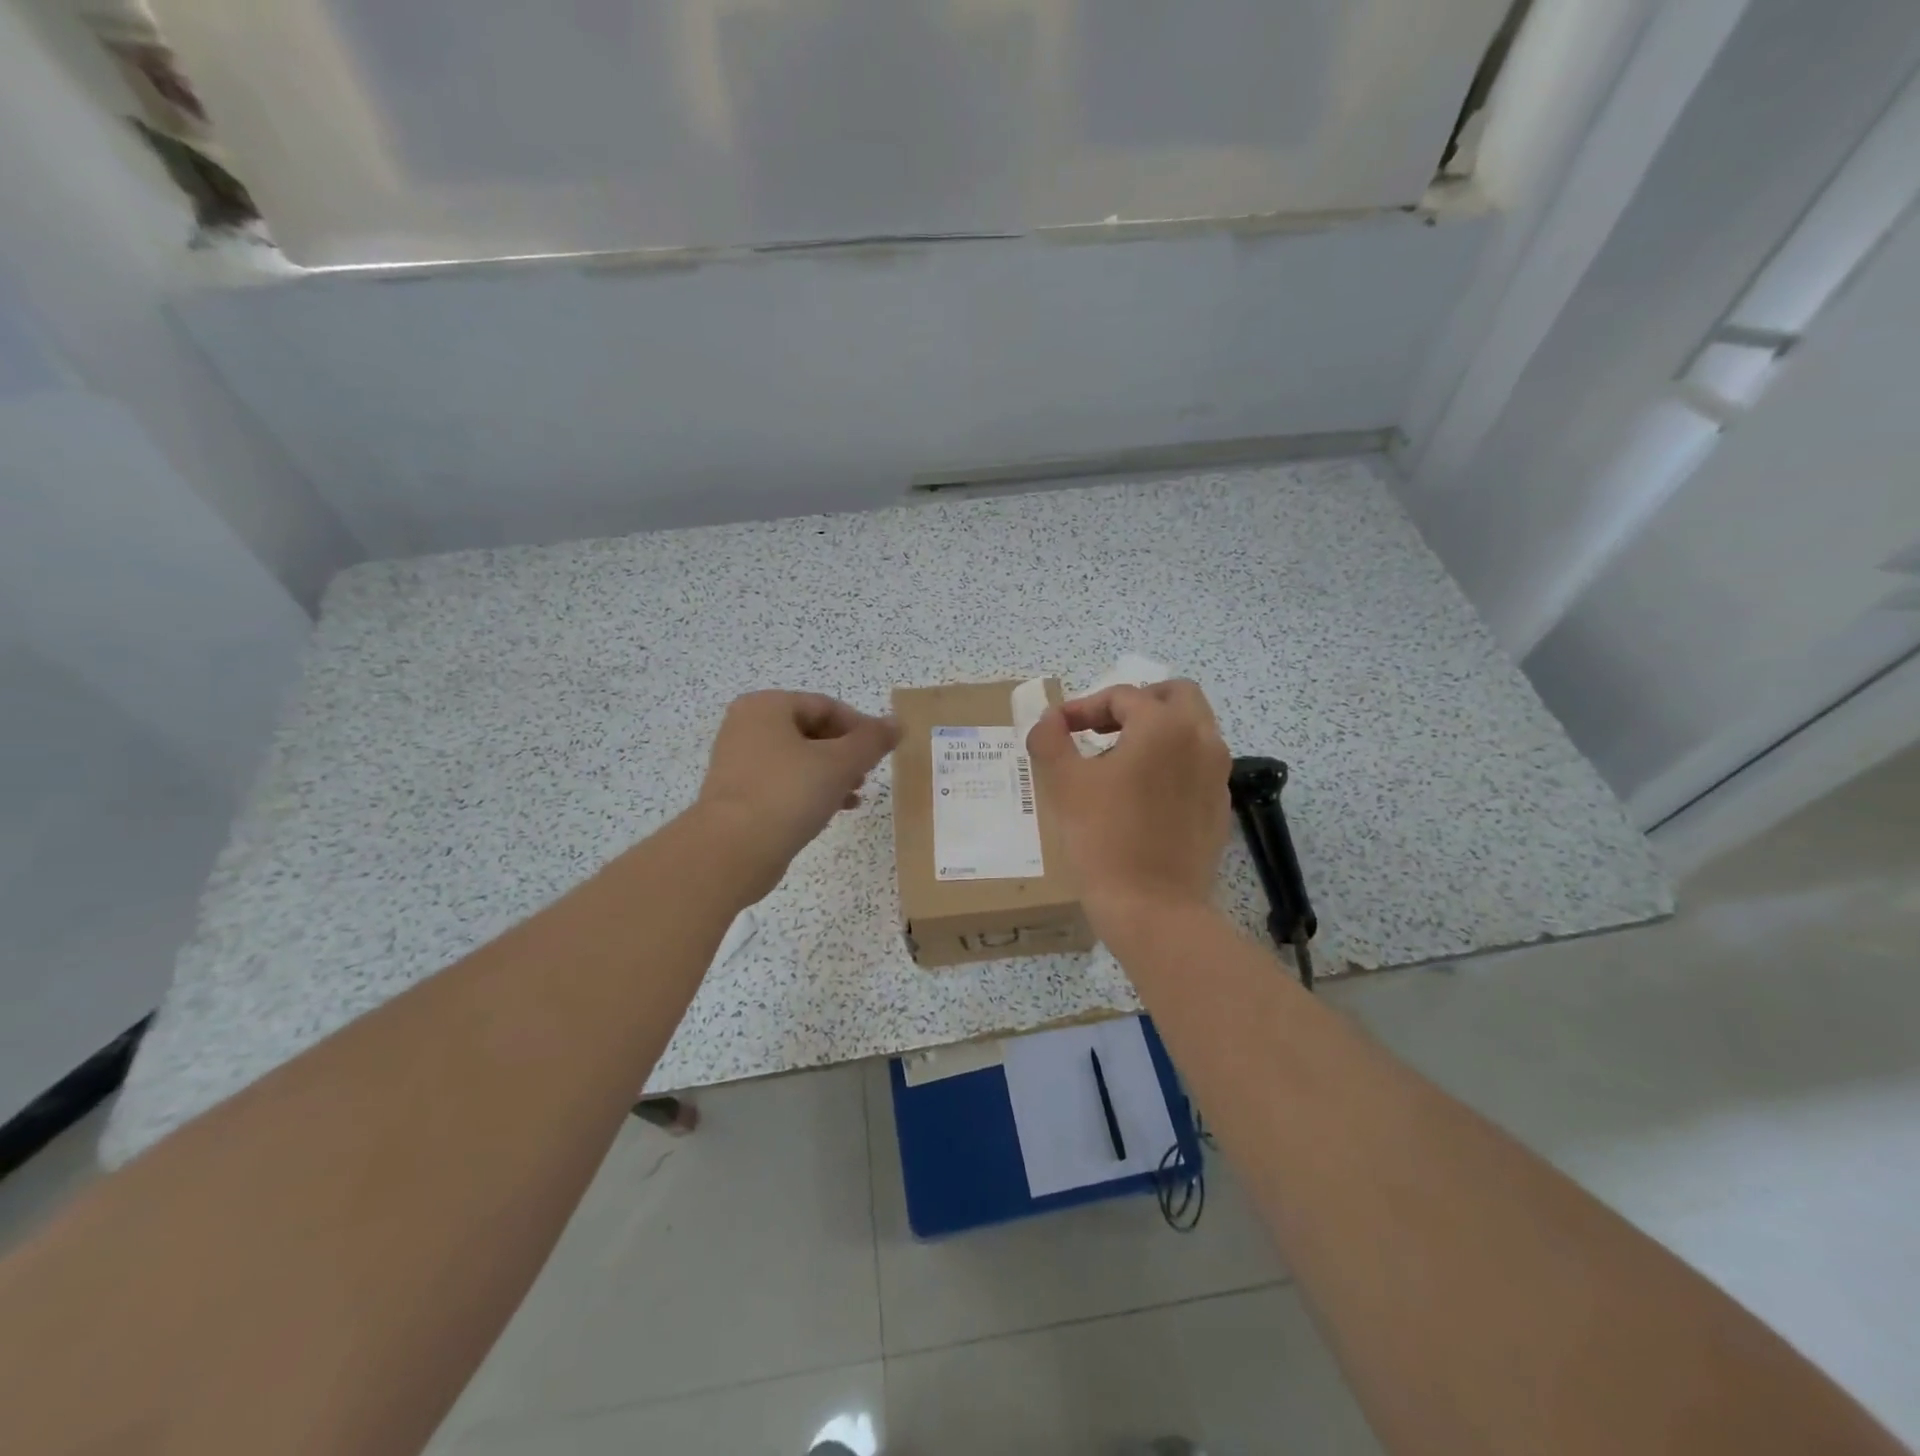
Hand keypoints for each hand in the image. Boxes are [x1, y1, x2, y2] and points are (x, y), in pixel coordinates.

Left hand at [694, 691, 900, 900]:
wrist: (732, 851)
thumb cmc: (788, 793)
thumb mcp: (840, 763)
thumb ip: (872, 740)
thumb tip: (896, 723)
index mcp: (766, 707)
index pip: (826, 706)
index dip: (860, 726)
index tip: (883, 751)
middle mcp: (747, 727)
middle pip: (811, 731)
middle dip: (845, 752)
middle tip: (868, 773)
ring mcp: (739, 762)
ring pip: (799, 759)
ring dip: (832, 773)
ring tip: (856, 795)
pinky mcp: (738, 795)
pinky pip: (783, 783)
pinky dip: (811, 791)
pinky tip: (834, 810)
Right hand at [1025, 680, 1232, 935]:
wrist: (1153, 909)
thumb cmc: (1104, 838)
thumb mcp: (1064, 783)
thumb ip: (1050, 738)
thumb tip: (1050, 719)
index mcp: (1164, 725)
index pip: (1121, 697)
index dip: (1083, 707)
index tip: (1059, 729)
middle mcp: (1201, 739)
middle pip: (1174, 696)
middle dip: (1136, 704)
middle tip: (1102, 728)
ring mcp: (1217, 774)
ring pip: (1192, 729)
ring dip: (1156, 731)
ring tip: (1119, 760)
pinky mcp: (1219, 806)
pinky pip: (1198, 765)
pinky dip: (1172, 762)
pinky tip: (1142, 795)